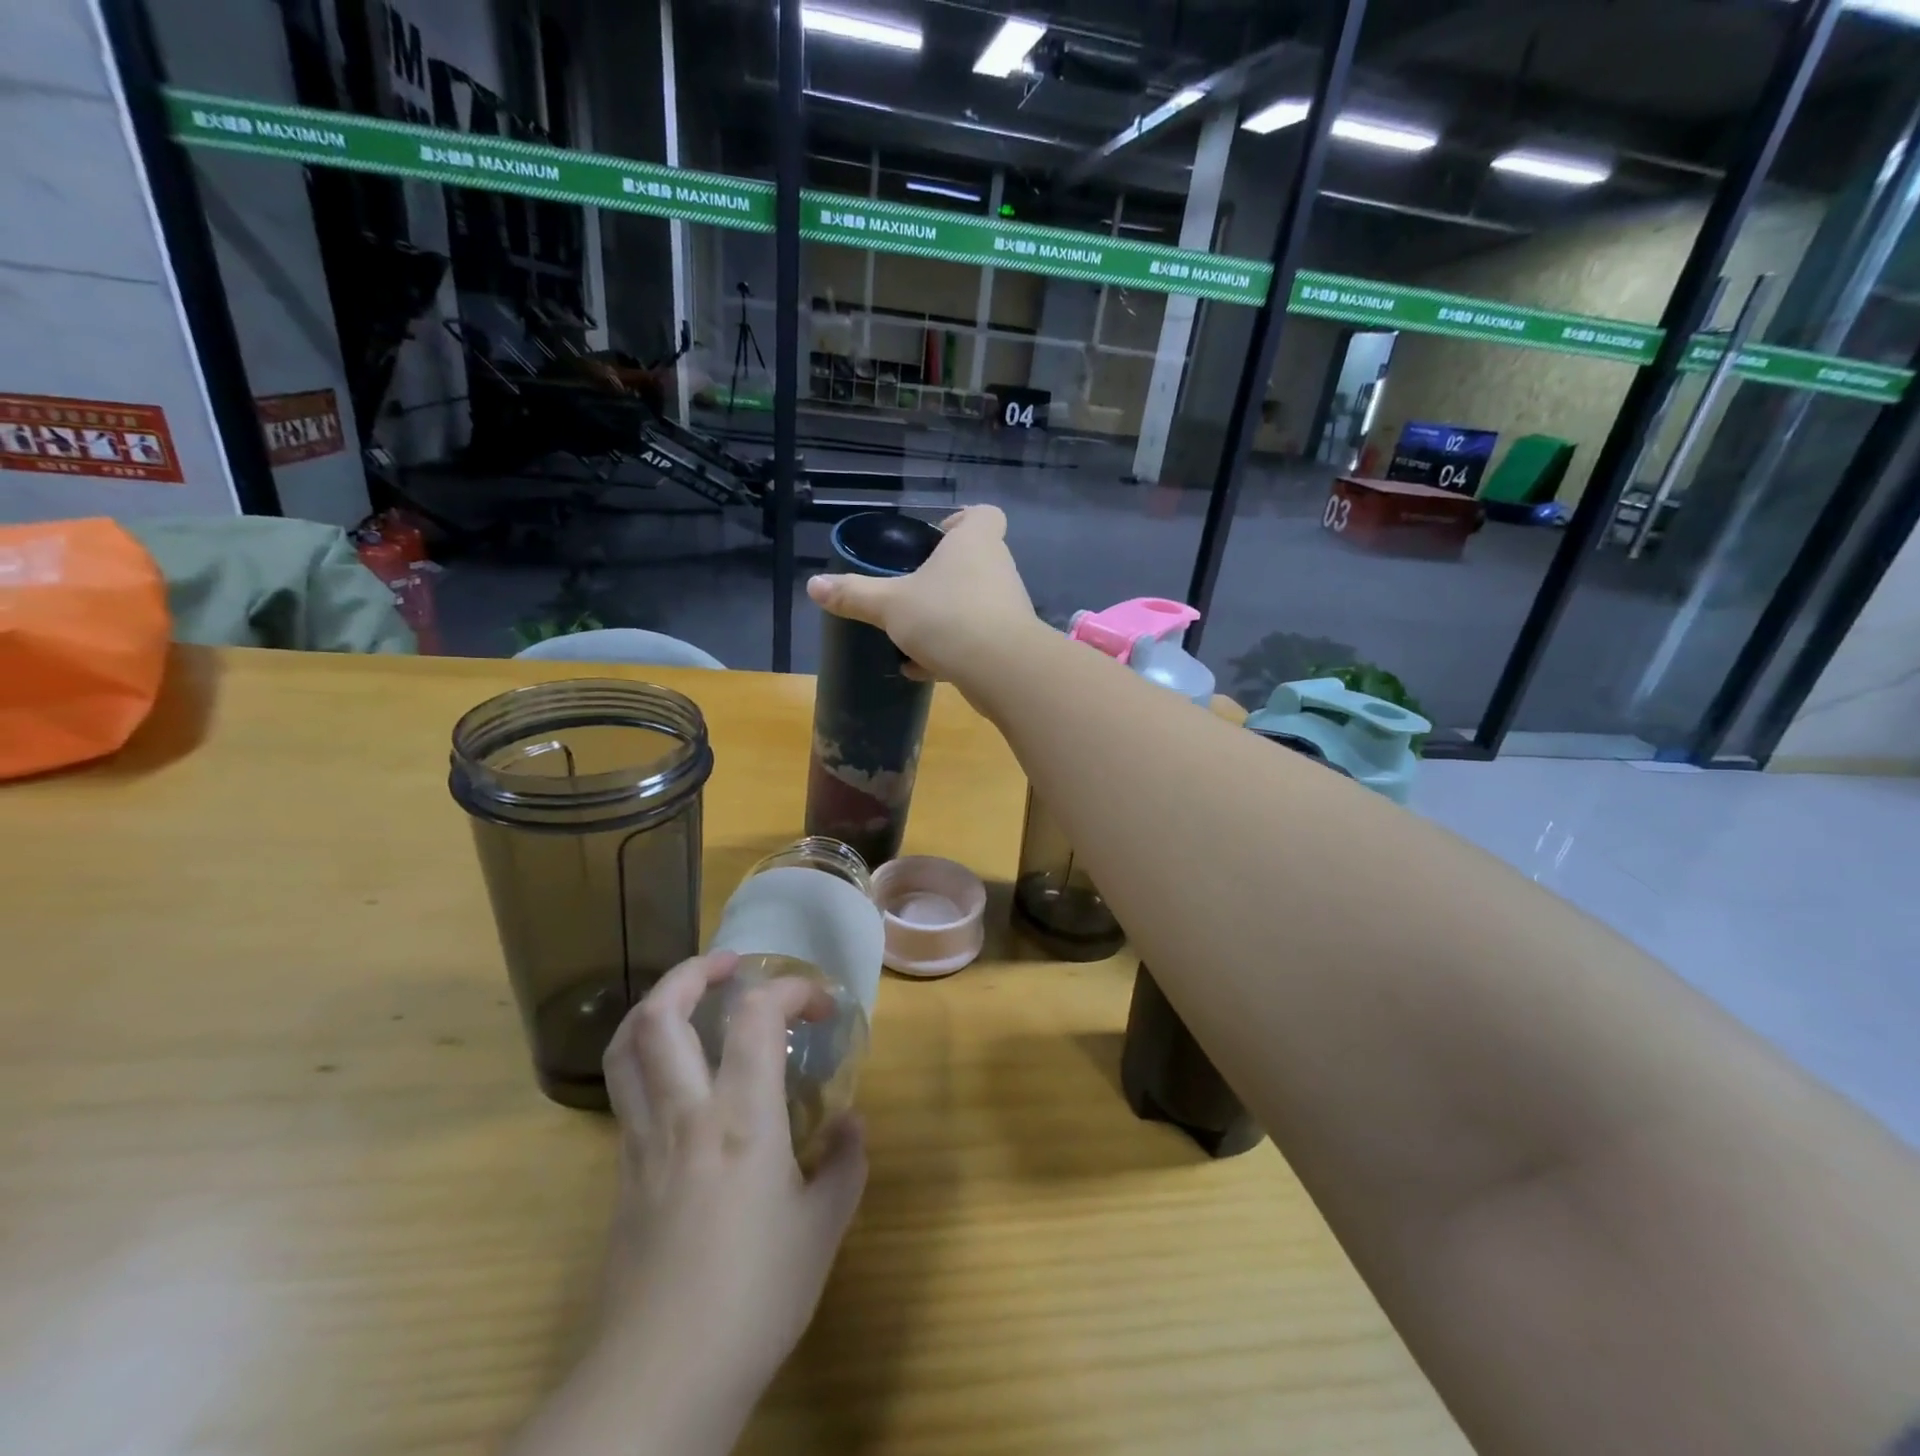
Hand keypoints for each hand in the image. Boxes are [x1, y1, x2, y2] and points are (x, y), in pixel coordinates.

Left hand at [510, 952, 866, 1455]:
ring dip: (657, 1004)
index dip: (790, 989)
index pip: (757, 1015)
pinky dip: (648, 1056)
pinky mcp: (620, 1174)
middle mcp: (684, 1113)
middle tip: (731, 965)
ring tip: (691, 997)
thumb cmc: (753, 1298)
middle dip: (694, 972)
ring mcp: (642, 1141)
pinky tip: (681, 1076)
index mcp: (740, 1117)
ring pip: (627, 1047)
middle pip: (662, 1014)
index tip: (820, 1004)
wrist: (657, 1382)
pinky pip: (626, 1090)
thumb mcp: (822, 1230)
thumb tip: (851, 1124)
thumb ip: (844, 1166)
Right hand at [805, 505, 1040, 682]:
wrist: (1001, 669)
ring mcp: (1007, 606)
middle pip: (976, 559)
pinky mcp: (1009, 642)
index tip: (935, 539)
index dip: (962, 521)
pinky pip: (977, 638)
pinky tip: (920, 668)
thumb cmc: (946, 616)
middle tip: (913, 590)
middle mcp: (997, 568)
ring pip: (975, 602)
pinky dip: (951, 649)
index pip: (984, 514)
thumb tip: (813, 585)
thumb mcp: (890, 605)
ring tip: (911, 635)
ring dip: (946, 616)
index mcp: (974, 542)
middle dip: (945, 575)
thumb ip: (854, 594)